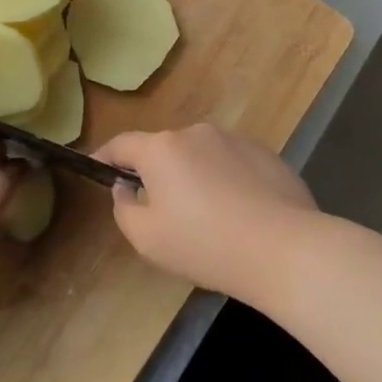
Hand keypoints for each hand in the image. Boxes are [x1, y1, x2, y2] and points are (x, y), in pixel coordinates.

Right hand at [92, 124, 316, 299]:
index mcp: (162, 149)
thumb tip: (125, 188)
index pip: (122, 144)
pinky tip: (239, 213)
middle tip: (160, 209)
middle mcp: (196, 132)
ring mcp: (235, 139)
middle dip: (156, 172)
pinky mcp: (266, 153)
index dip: (105, 156)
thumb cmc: (204, 244)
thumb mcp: (147, 239)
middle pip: (164, 149)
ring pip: (200, 155)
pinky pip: (232, 163)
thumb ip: (124, 208)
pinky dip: (225, 180)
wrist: (283, 248)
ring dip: (194, 176)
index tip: (98, 167)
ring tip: (206, 216)